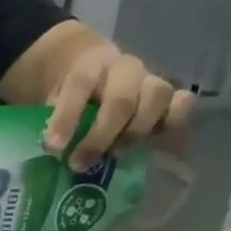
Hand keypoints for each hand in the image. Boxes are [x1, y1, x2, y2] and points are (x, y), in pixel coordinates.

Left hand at [43, 37, 192, 171]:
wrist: (94, 71)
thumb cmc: (68, 95)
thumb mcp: (51, 100)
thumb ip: (50, 121)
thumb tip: (49, 154)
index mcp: (90, 65)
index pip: (80, 84)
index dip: (66, 117)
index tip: (52, 147)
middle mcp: (124, 69)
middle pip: (122, 98)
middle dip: (100, 137)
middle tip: (79, 164)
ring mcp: (149, 81)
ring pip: (157, 97)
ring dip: (135, 133)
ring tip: (115, 155)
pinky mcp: (166, 98)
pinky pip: (182, 104)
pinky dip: (175, 121)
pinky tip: (157, 140)